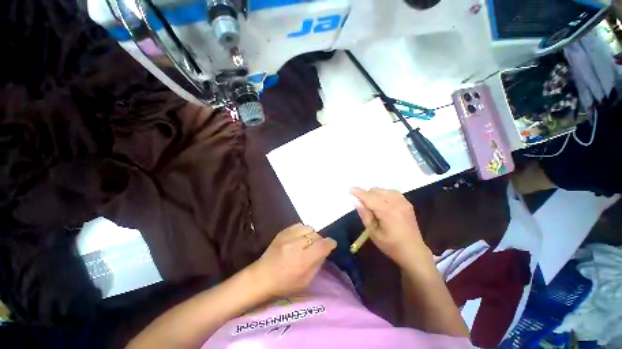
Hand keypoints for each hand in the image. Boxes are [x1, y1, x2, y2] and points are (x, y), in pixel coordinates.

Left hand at [251, 224, 336, 297]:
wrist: (261, 276)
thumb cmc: (285, 284)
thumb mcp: (306, 281)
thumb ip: (318, 263)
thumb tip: (325, 250)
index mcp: (302, 260)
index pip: (323, 245)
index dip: (330, 243)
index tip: (332, 245)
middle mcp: (296, 245)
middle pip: (317, 235)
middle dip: (320, 241)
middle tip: (316, 248)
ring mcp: (288, 236)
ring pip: (309, 228)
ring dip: (311, 235)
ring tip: (307, 242)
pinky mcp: (282, 231)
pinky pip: (299, 225)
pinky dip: (303, 230)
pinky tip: (300, 238)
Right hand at [350, 187, 430, 266]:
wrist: (414, 252)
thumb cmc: (391, 246)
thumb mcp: (373, 233)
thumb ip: (365, 215)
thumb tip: (356, 201)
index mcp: (388, 212)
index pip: (370, 197)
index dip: (359, 192)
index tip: (349, 189)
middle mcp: (397, 204)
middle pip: (376, 191)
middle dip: (366, 194)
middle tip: (362, 204)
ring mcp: (404, 202)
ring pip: (384, 190)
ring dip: (375, 194)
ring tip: (372, 204)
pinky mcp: (407, 203)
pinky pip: (392, 192)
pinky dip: (384, 194)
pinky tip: (382, 202)